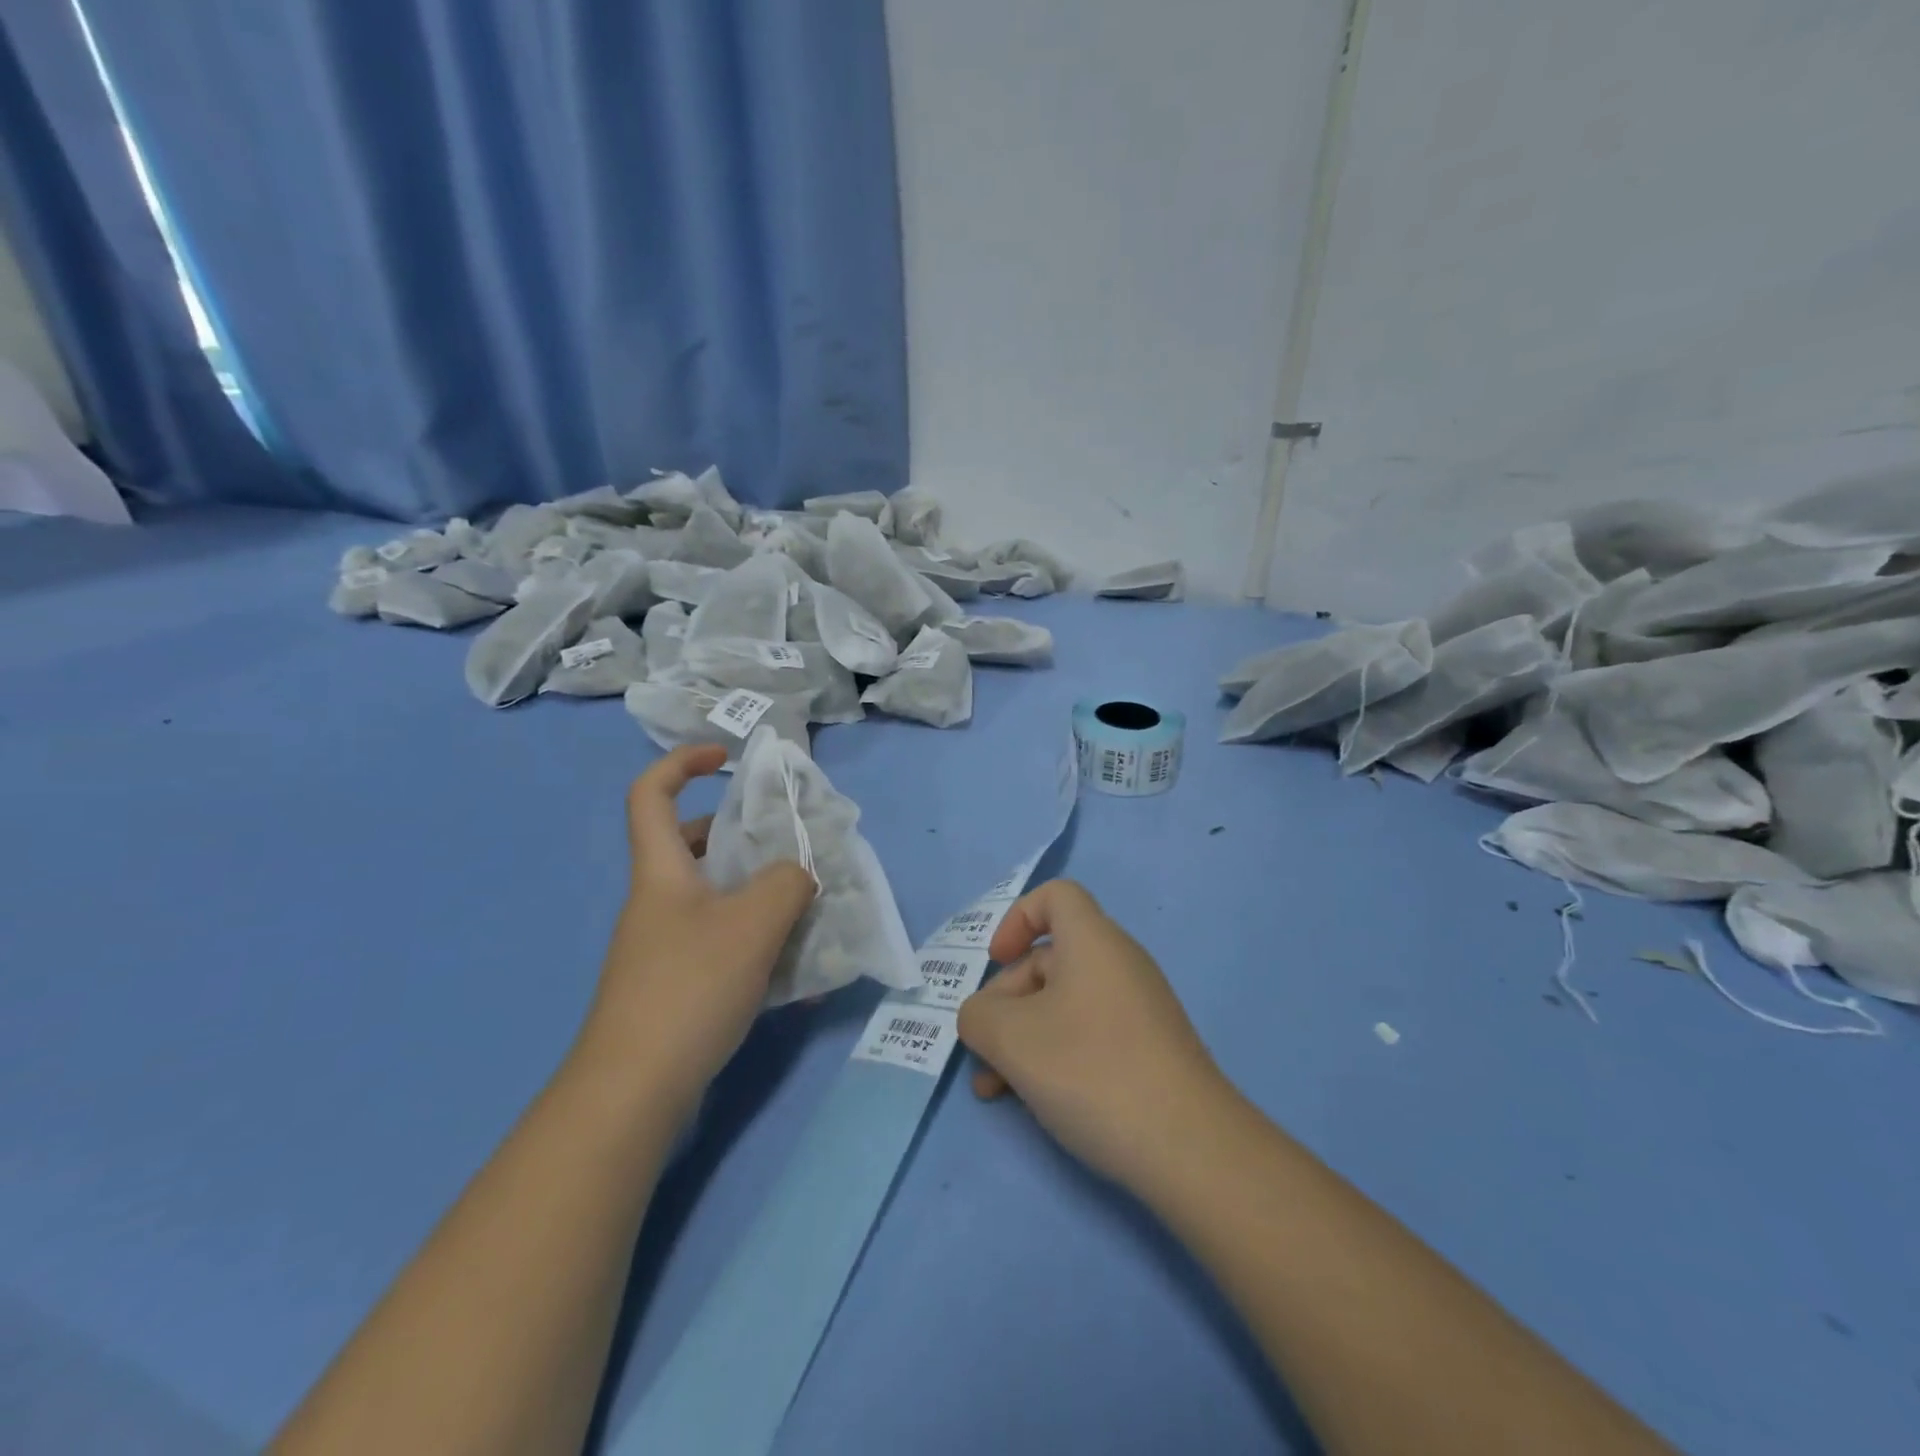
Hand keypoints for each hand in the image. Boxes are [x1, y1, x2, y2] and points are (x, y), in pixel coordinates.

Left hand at [574, 745, 814, 1118]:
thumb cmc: (688, 988)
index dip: (682, 763)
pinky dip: (754, 944)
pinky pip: (719, 945)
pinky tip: (792, 974)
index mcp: (662, 873)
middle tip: (786, 848)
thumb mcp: (753, 924)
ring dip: (757, 896)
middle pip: (692, 847)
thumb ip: (787, 884)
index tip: (726, 759)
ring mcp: (661, 948)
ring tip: (805, 910)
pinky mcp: (674, 987)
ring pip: (713, 899)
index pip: (651, 795)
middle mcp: (657, 903)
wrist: (633, 1092)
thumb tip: (798, 875)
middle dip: (740, 837)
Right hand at [958, 880, 1229, 1190]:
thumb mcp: (1012, 1039)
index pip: (1055, 896)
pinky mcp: (1148, 1051)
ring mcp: (1137, 1009)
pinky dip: (1054, 1056)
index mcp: (1092, 941)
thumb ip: (977, 1017)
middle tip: (982, 1050)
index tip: (996, 962)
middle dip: (1005, 1001)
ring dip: (1022, 1038)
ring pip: (1063, 1005)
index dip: (1017, 918)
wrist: (1191, 1148)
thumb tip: (982, 1018)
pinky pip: (1088, 1034)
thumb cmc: (1092, 1071)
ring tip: (994, 1090)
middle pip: (1049, 960)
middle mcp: (1118, 964)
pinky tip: (1033, 1103)